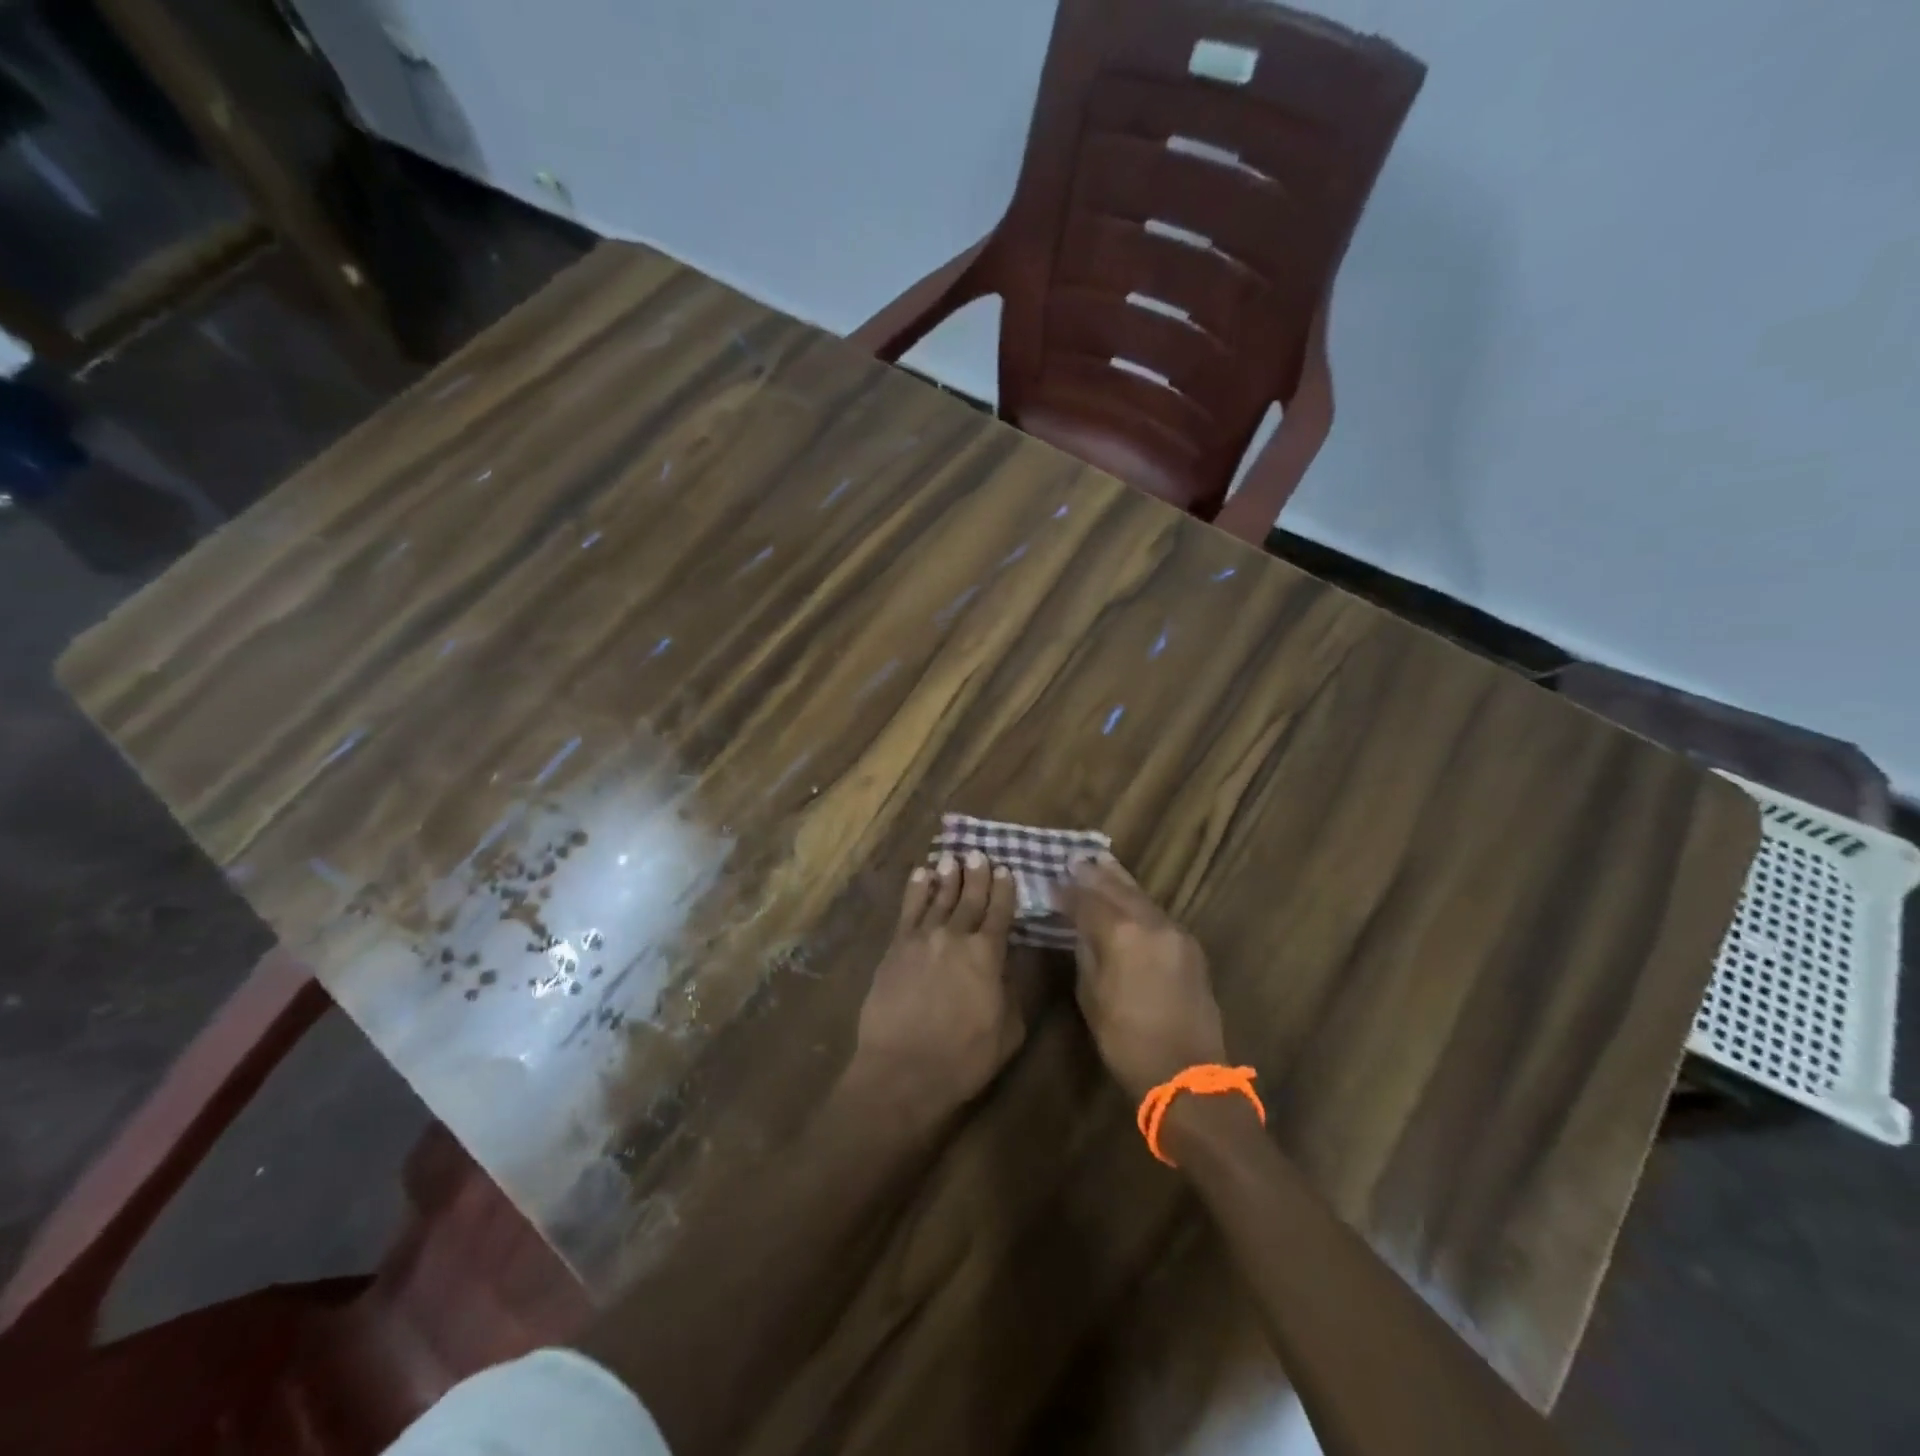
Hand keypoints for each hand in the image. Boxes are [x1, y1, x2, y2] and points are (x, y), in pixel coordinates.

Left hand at [847, 852, 1024, 1126]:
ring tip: (952, 858)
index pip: (1000, 912)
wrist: (903, 1070)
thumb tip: (1010, 963)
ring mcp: (922, 939)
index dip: (1004, 889)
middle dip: (976, 874)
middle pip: (969, 898)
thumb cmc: (964, 1058)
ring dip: (947, 876)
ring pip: (938, 897)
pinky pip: (909, 910)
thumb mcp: (1009, 1030)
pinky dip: (916, 889)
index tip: (1006, 869)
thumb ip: (1013, 990)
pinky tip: (921, 875)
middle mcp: (956, 936)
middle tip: (979, 854)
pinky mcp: (896, 947)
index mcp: (988, 954)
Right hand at [1052, 855, 1227, 1101]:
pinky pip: (1157, 912)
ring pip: (1141, 896)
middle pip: (1118, 889)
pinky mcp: (1189, 946)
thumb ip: (1086, 952)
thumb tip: (1079, 927)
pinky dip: (1138, 900)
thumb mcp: (1092, 996)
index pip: (1088, 901)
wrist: (1187, 1075)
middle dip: (1094, 874)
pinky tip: (1128, 896)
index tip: (1051, 881)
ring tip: (1101, 862)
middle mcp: (1151, 923)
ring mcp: (1175, 932)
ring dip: (1119, 880)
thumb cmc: (1127, 1042)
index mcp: (1122, 934)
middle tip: (1076, 859)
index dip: (1068, 891)